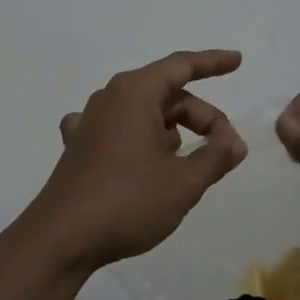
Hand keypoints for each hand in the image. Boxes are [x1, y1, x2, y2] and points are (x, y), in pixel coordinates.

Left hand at [23, 49, 247, 272]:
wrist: (61, 239)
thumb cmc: (128, 202)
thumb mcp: (183, 182)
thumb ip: (215, 156)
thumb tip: (235, 142)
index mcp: (134, 93)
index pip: (181, 66)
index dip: (212, 63)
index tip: (238, 60)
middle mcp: (109, 99)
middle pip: (167, 95)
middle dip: (201, 117)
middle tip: (225, 151)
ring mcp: (90, 123)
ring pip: (144, 115)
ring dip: (173, 132)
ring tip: (191, 166)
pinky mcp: (79, 149)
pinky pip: (119, 132)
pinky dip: (141, 141)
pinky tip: (143, 159)